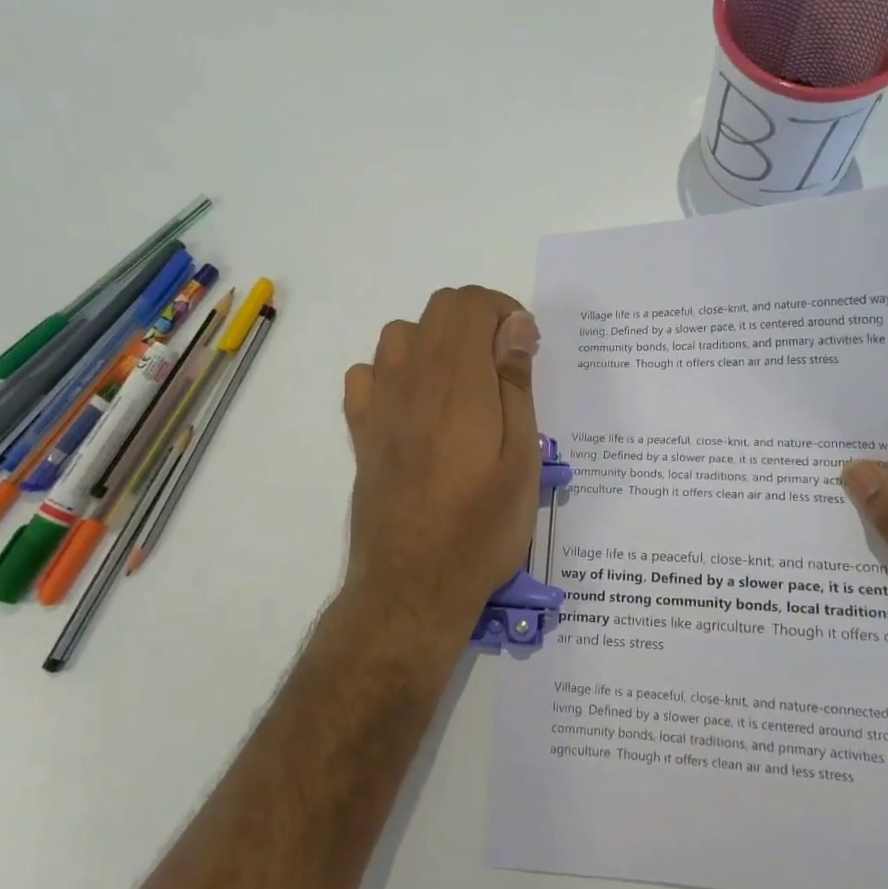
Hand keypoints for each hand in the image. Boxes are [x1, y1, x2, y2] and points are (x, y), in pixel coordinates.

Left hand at [341, 287, 541, 644]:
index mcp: (457, 382)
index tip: (527, 347)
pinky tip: (416, 405)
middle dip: (478, 319)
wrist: (414, 585)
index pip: (470, 304)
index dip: (504, 310)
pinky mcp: (361, 431)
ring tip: (464, 383)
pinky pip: (369, 373)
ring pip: (401, 334)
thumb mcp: (522, 460)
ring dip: (438, 341)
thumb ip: (515, 385)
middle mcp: (411, 379)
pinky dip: (396, 371)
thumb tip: (514, 326)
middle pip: (438, 309)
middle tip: (505, 364)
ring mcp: (378, 404)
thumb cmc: (481, 528)